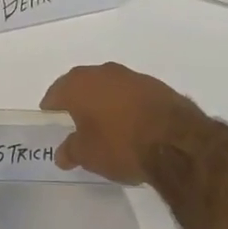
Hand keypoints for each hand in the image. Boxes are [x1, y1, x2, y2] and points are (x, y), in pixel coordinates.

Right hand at [41, 62, 204, 184]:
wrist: (176, 141)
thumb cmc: (119, 145)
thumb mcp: (87, 155)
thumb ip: (71, 150)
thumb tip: (63, 153)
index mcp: (79, 84)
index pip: (56, 92)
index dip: (52, 107)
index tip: (51, 118)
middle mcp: (103, 73)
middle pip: (83, 85)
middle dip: (78, 101)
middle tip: (76, 121)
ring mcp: (133, 77)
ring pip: (110, 87)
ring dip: (105, 102)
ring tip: (106, 125)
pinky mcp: (157, 86)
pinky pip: (132, 95)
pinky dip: (127, 106)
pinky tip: (131, 125)